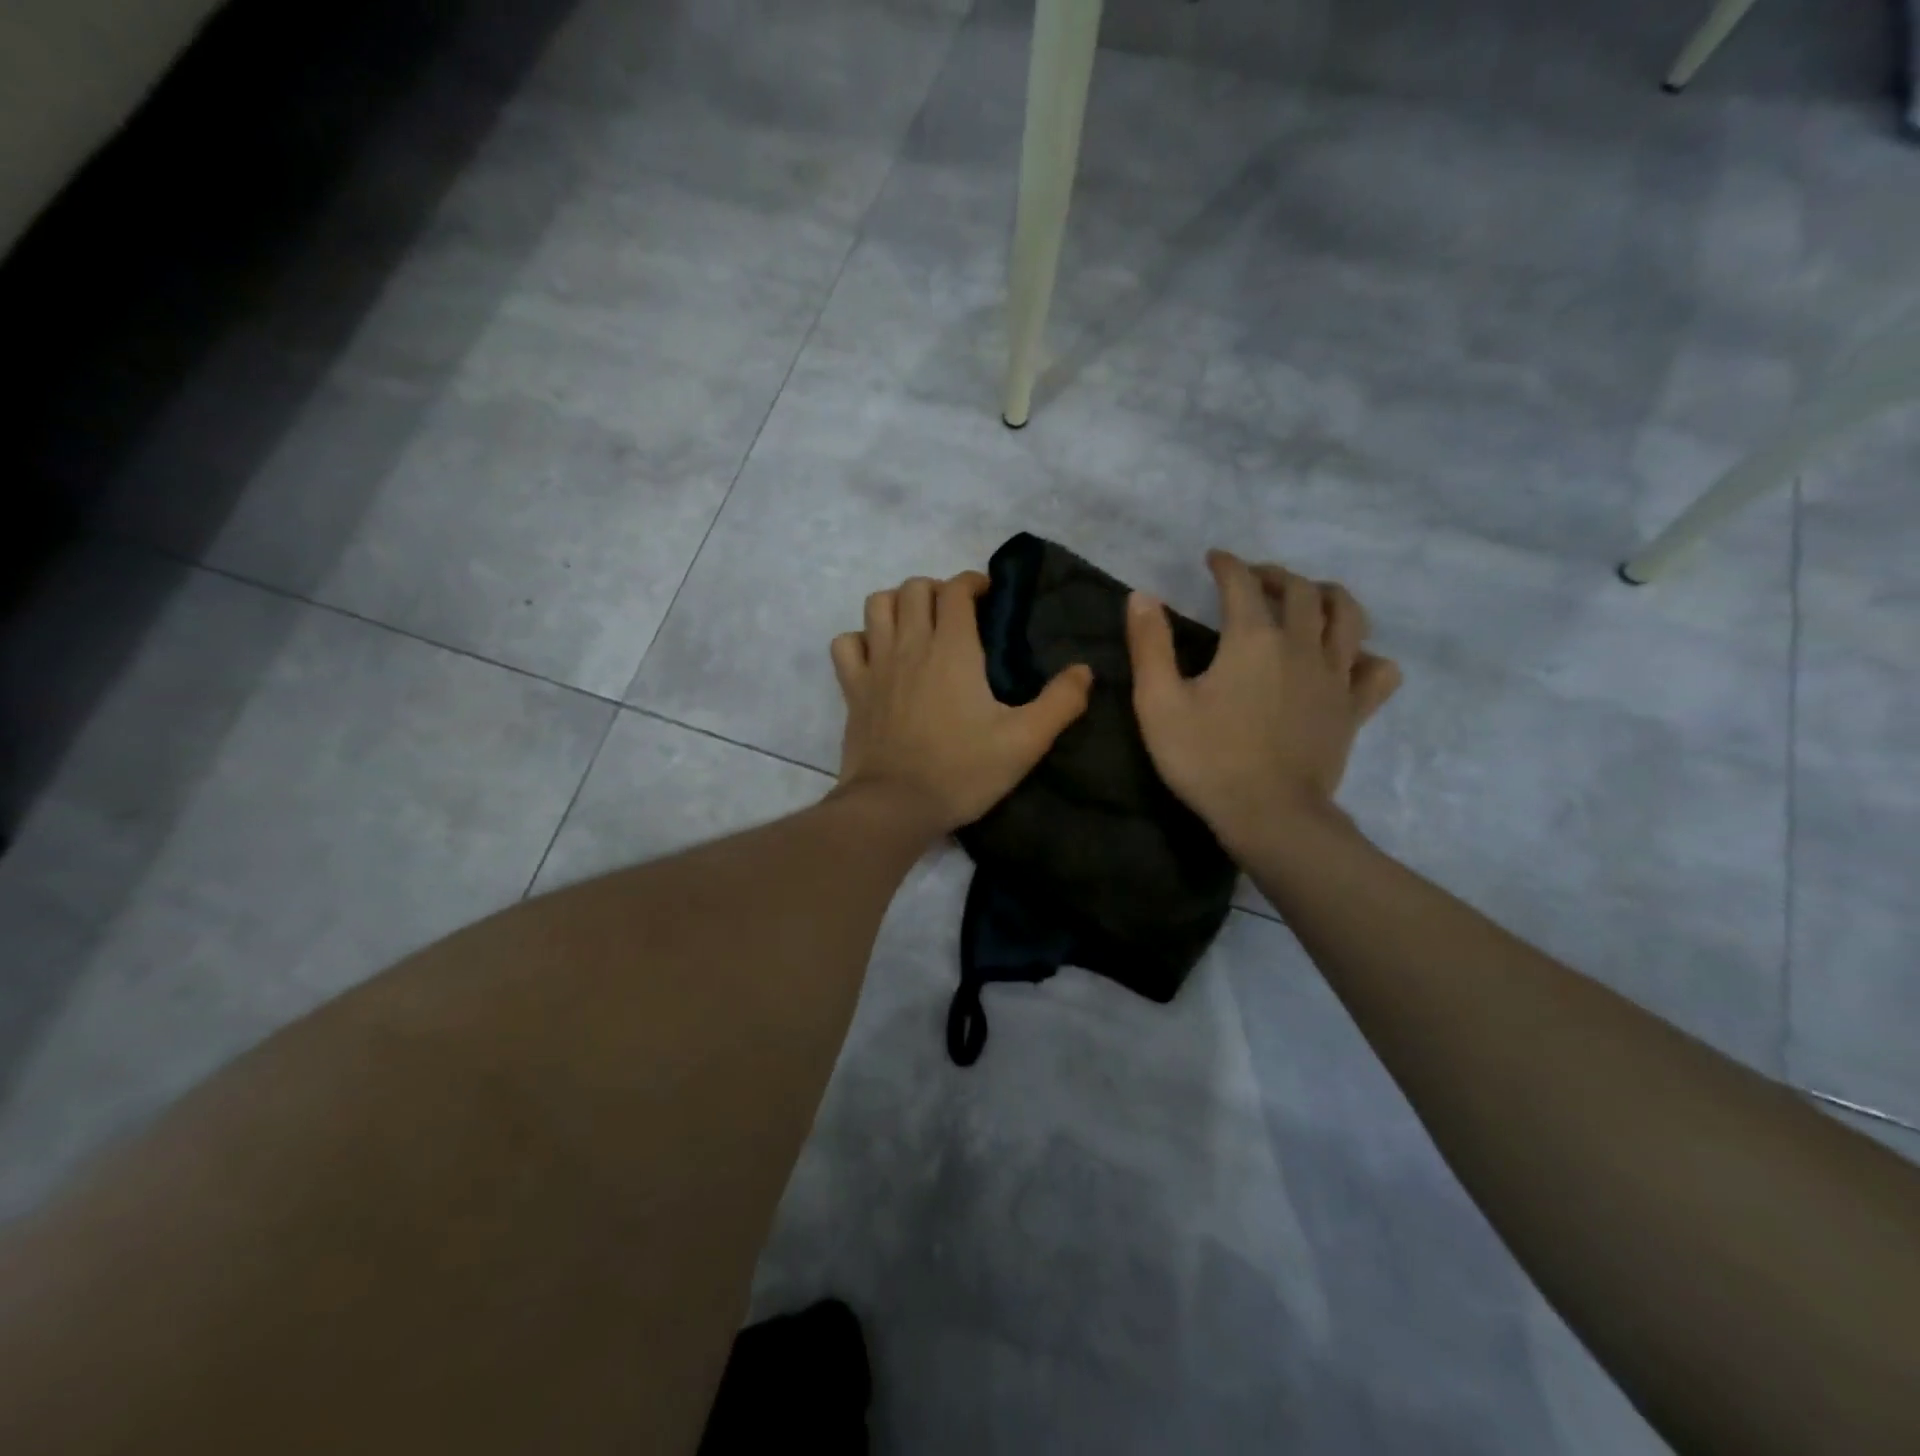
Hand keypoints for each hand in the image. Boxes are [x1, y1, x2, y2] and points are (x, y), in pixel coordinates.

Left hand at [831, 573, 1093, 834]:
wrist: (895, 806)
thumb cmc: (962, 771)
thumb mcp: (1025, 742)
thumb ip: (1060, 703)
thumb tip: (1085, 670)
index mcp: (953, 649)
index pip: (956, 590)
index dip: (973, 583)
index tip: (988, 597)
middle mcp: (910, 645)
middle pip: (915, 588)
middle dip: (938, 590)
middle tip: (956, 615)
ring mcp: (876, 665)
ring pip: (877, 605)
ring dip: (897, 604)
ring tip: (916, 626)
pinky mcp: (853, 690)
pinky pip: (846, 644)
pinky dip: (860, 639)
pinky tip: (877, 656)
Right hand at [1127, 550, 1400, 856]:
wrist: (1268, 815)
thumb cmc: (1206, 759)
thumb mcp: (1158, 703)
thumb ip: (1149, 646)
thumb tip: (1142, 596)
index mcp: (1253, 640)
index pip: (1243, 584)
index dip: (1228, 565)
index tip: (1214, 559)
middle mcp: (1301, 646)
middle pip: (1301, 590)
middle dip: (1275, 575)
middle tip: (1254, 579)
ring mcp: (1335, 677)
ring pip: (1348, 616)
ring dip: (1328, 597)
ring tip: (1309, 600)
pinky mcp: (1354, 709)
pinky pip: (1376, 670)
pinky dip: (1366, 655)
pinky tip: (1347, 660)